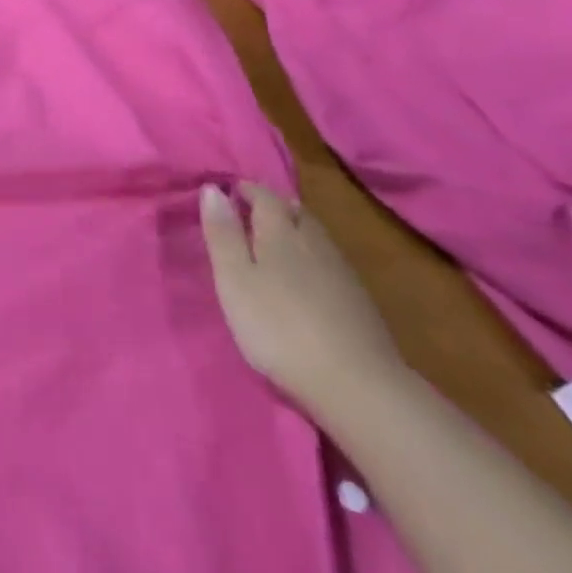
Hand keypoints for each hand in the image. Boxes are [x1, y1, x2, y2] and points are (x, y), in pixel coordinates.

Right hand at [200, 183, 407, 417]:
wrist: (357, 385)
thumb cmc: (279, 327)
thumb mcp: (235, 280)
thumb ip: (223, 234)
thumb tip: (212, 188)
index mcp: (280, 232)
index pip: (264, 196)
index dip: (246, 190)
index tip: (229, 191)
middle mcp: (313, 241)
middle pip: (294, 211)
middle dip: (273, 206)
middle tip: (251, 212)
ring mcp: (341, 271)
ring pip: (314, 234)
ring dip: (294, 228)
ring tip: (276, 240)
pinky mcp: (359, 300)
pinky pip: (329, 260)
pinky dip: (312, 255)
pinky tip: (308, 275)